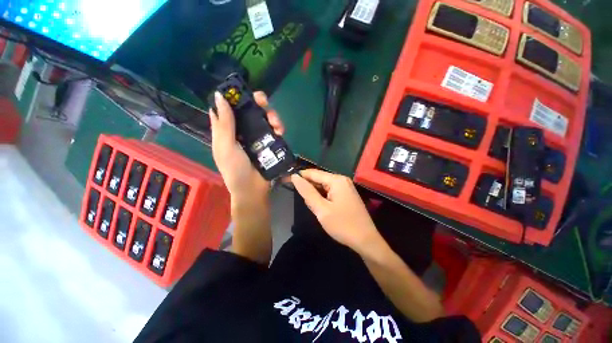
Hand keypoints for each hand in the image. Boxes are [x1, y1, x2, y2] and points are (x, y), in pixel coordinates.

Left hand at [209, 91, 283, 204]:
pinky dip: (278, 128)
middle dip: (259, 104)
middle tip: (265, 104)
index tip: (245, 92)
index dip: (237, 97)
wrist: (252, 189)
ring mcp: (258, 137)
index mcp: (228, 130)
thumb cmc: (235, 169)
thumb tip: (219, 96)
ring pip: (265, 119)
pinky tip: (280, 132)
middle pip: (251, 110)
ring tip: (277, 125)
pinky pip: (275, 131)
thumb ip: (224, 123)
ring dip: (272, 117)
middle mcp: (243, 131)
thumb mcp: (225, 146)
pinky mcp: (269, 144)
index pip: (231, 107)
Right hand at [291, 169, 380, 253]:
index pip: (313, 173)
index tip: (286, 180)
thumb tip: (295, 177)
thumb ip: (307, 192)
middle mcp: (341, 180)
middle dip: (308, 189)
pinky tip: (322, 208)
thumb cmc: (342, 225)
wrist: (365, 240)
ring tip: (315, 209)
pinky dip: (322, 198)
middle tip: (304, 203)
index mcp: (336, 180)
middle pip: (318, 179)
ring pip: (323, 186)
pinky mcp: (346, 194)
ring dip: (315, 195)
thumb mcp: (321, 209)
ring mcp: (345, 187)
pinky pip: (329, 191)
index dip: (299, 176)